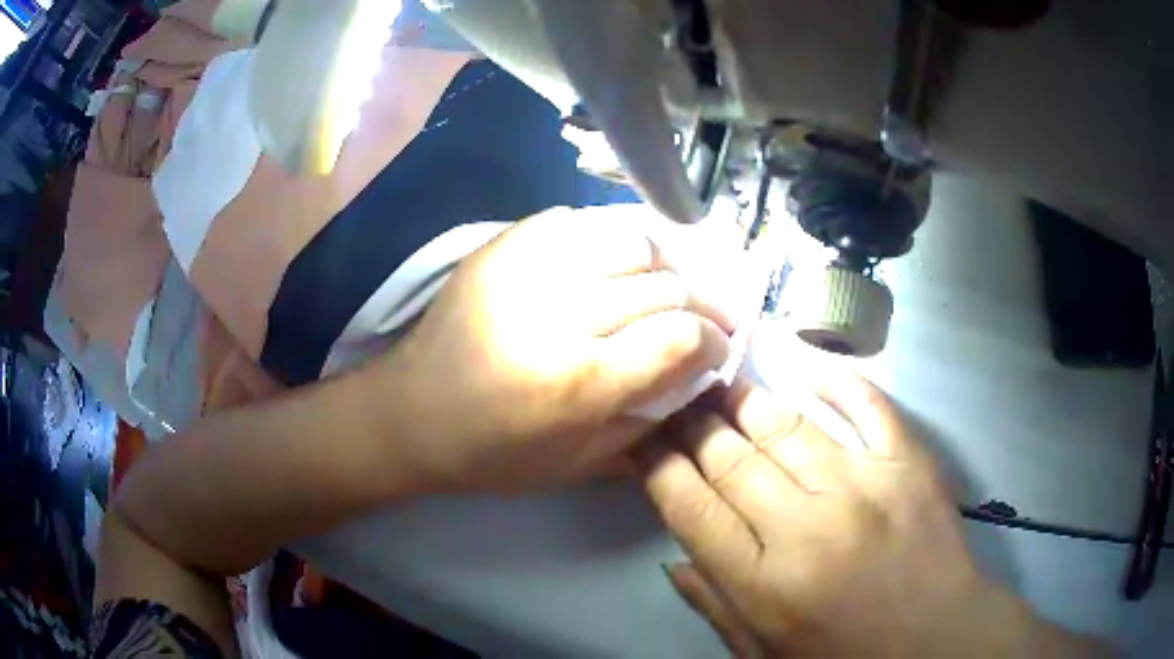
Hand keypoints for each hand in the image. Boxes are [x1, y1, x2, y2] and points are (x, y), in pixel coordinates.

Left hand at [369, 206, 749, 492]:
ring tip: (663, 286)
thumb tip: (698, 372)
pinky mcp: (503, 245)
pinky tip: (611, 267)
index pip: (680, 337)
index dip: (713, 340)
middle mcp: (557, 314)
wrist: (410, 413)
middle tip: (707, 317)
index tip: (718, 347)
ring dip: (662, 265)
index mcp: (576, 382)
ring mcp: (527, 268)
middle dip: (701, 303)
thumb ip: (649, 417)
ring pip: (630, 241)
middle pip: (664, 286)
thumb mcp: (578, 463)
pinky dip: (610, 243)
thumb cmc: (491, 454)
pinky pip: (580, 223)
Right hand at [636, 376, 1108, 656]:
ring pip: (786, 426)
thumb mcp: (765, 655)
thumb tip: (673, 559)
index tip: (641, 437)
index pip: (690, 507)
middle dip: (692, 423)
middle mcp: (807, 527)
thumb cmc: (847, 657)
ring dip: (746, 401)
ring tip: (722, 382)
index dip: (657, 464)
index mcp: (764, 583)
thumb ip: (717, 608)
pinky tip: (807, 369)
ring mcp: (865, 486)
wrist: (939, 641)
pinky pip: (867, 405)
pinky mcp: (910, 463)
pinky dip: (836, 381)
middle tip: (674, 398)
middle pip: (731, 458)